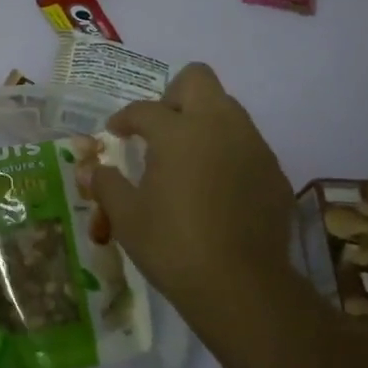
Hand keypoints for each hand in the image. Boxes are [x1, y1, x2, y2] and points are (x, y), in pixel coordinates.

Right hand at [79, 63, 297, 311]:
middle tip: (159, 129)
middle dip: (173, 96)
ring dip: (203, 121)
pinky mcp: (274, 172)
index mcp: (178, 132)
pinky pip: (247, 144)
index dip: (124, 119)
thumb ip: (107, 185)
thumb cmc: (174, 246)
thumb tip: (93, 170)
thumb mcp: (126, 217)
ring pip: (228, 109)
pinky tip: (216, 188)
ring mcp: (253, 146)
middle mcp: (219, 126)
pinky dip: (228, 152)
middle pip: (198, 80)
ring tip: (186, 158)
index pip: (144, 110)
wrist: (242, 288)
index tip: (115, 133)